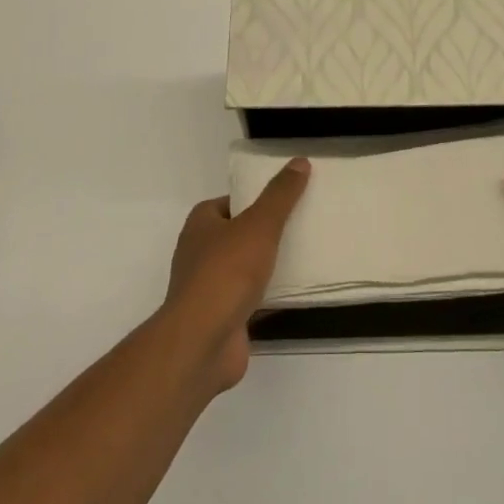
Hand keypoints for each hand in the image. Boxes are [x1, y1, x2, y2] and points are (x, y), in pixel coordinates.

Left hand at [163, 157, 309, 392]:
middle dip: (264, 233)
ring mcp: (208, 289)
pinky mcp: (221, 318)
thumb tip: (299, 161)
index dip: (253, 200)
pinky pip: (250, 299)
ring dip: (267, 266)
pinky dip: (268, 296)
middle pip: (236, 235)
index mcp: (200, 225)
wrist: (203, 341)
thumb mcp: (259, 224)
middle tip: (300, 226)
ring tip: (304, 257)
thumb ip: (280, 195)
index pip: (228, 203)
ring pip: (243, 269)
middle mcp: (199, 254)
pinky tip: (295, 294)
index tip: (284, 200)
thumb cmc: (226, 272)